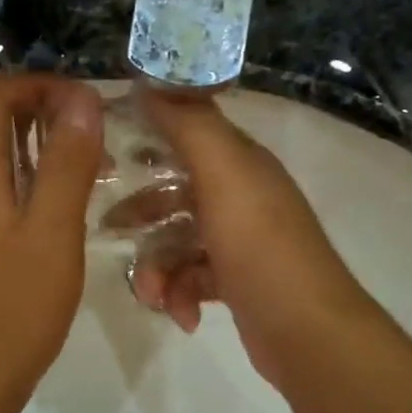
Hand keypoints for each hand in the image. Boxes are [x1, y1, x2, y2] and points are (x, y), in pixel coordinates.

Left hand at [0, 73, 103, 406]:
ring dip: (47, 152)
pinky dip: (37, 184)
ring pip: (3, 160)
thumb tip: (81, 97)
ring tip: (99, 171)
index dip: (41, 86)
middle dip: (49, 116)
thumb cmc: (19, 304)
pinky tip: (71, 208)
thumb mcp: (54, 229)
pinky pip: (3, 192)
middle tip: (102, 139)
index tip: (87, 106)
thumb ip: (67, 162)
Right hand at [125, 90, 377, 385]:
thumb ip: (189, 125)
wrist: (305, 330)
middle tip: (108, 230)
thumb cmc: (260, 247)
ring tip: (154, 297)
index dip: (147, 136)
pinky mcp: (236, 284)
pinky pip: (192, 280)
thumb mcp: (224, 174)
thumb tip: (150, 82)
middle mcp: (242, 197)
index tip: (105, 154)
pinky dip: (181, 297)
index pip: (188, 133)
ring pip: (178, 244)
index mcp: (241, 164)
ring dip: (158, 270)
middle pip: (175, 194)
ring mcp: (240, 243)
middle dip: (141, 216)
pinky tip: (183, 317)